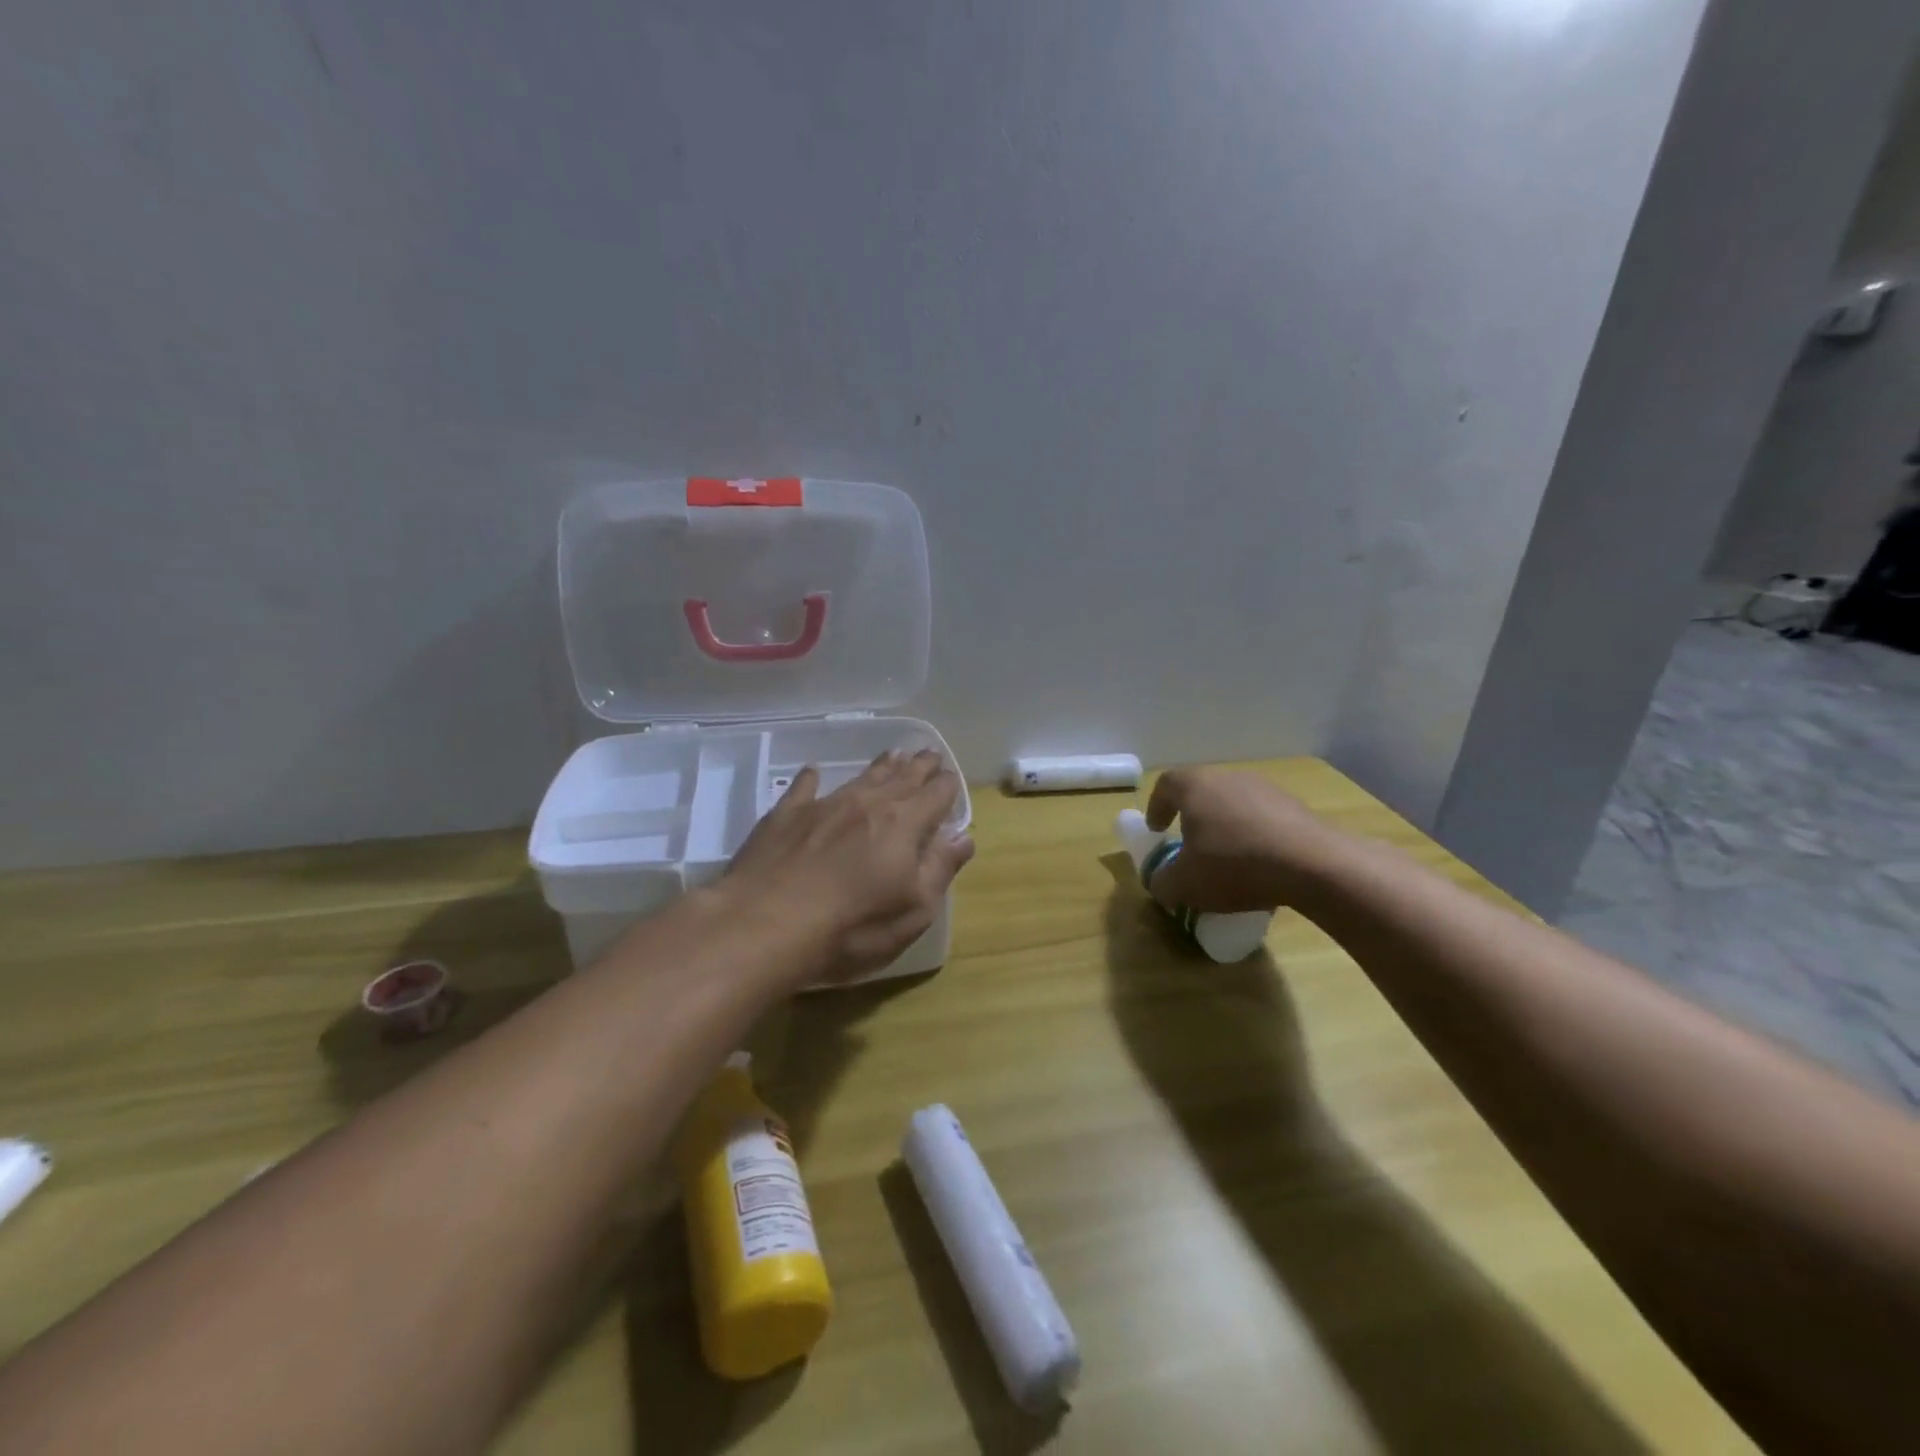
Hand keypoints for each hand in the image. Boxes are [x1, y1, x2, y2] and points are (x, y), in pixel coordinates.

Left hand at [723, 751, 975, 983]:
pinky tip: (812, 772)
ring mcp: (824, 806)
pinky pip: (804, 788)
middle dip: (919, 767)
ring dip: (880, 766)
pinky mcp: (785, 816)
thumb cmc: (851, 928)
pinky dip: (811, 778)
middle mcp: (867, 804)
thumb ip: (939, 869)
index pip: (935, 795)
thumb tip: (962, 837)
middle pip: (901, 778)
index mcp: (904, 825)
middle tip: (929, 754)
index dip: (947, 786)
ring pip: (860, 777)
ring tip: (893, 755)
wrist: (764, 924)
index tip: (951, 780)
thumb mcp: (912, 911)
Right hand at [1143, 768, 1342, 912]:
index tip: (1157, 831)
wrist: (1314, 865)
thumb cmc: (1235, 865)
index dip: (1157, 807)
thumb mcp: (1185, 884)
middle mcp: (1229, 778)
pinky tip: (1262, 867)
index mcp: (1195, 786)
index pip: (1166, 785)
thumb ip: (1163, 883)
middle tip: (1190, 846)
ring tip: (1229, 860)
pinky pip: (1264, 819)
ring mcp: (1266, 789)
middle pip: (1202, 792)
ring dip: (1226, 827)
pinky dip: (1256, 837)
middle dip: (1193, 818)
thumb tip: (1160, 883)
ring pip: (1235, 804)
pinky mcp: (1297, 807)